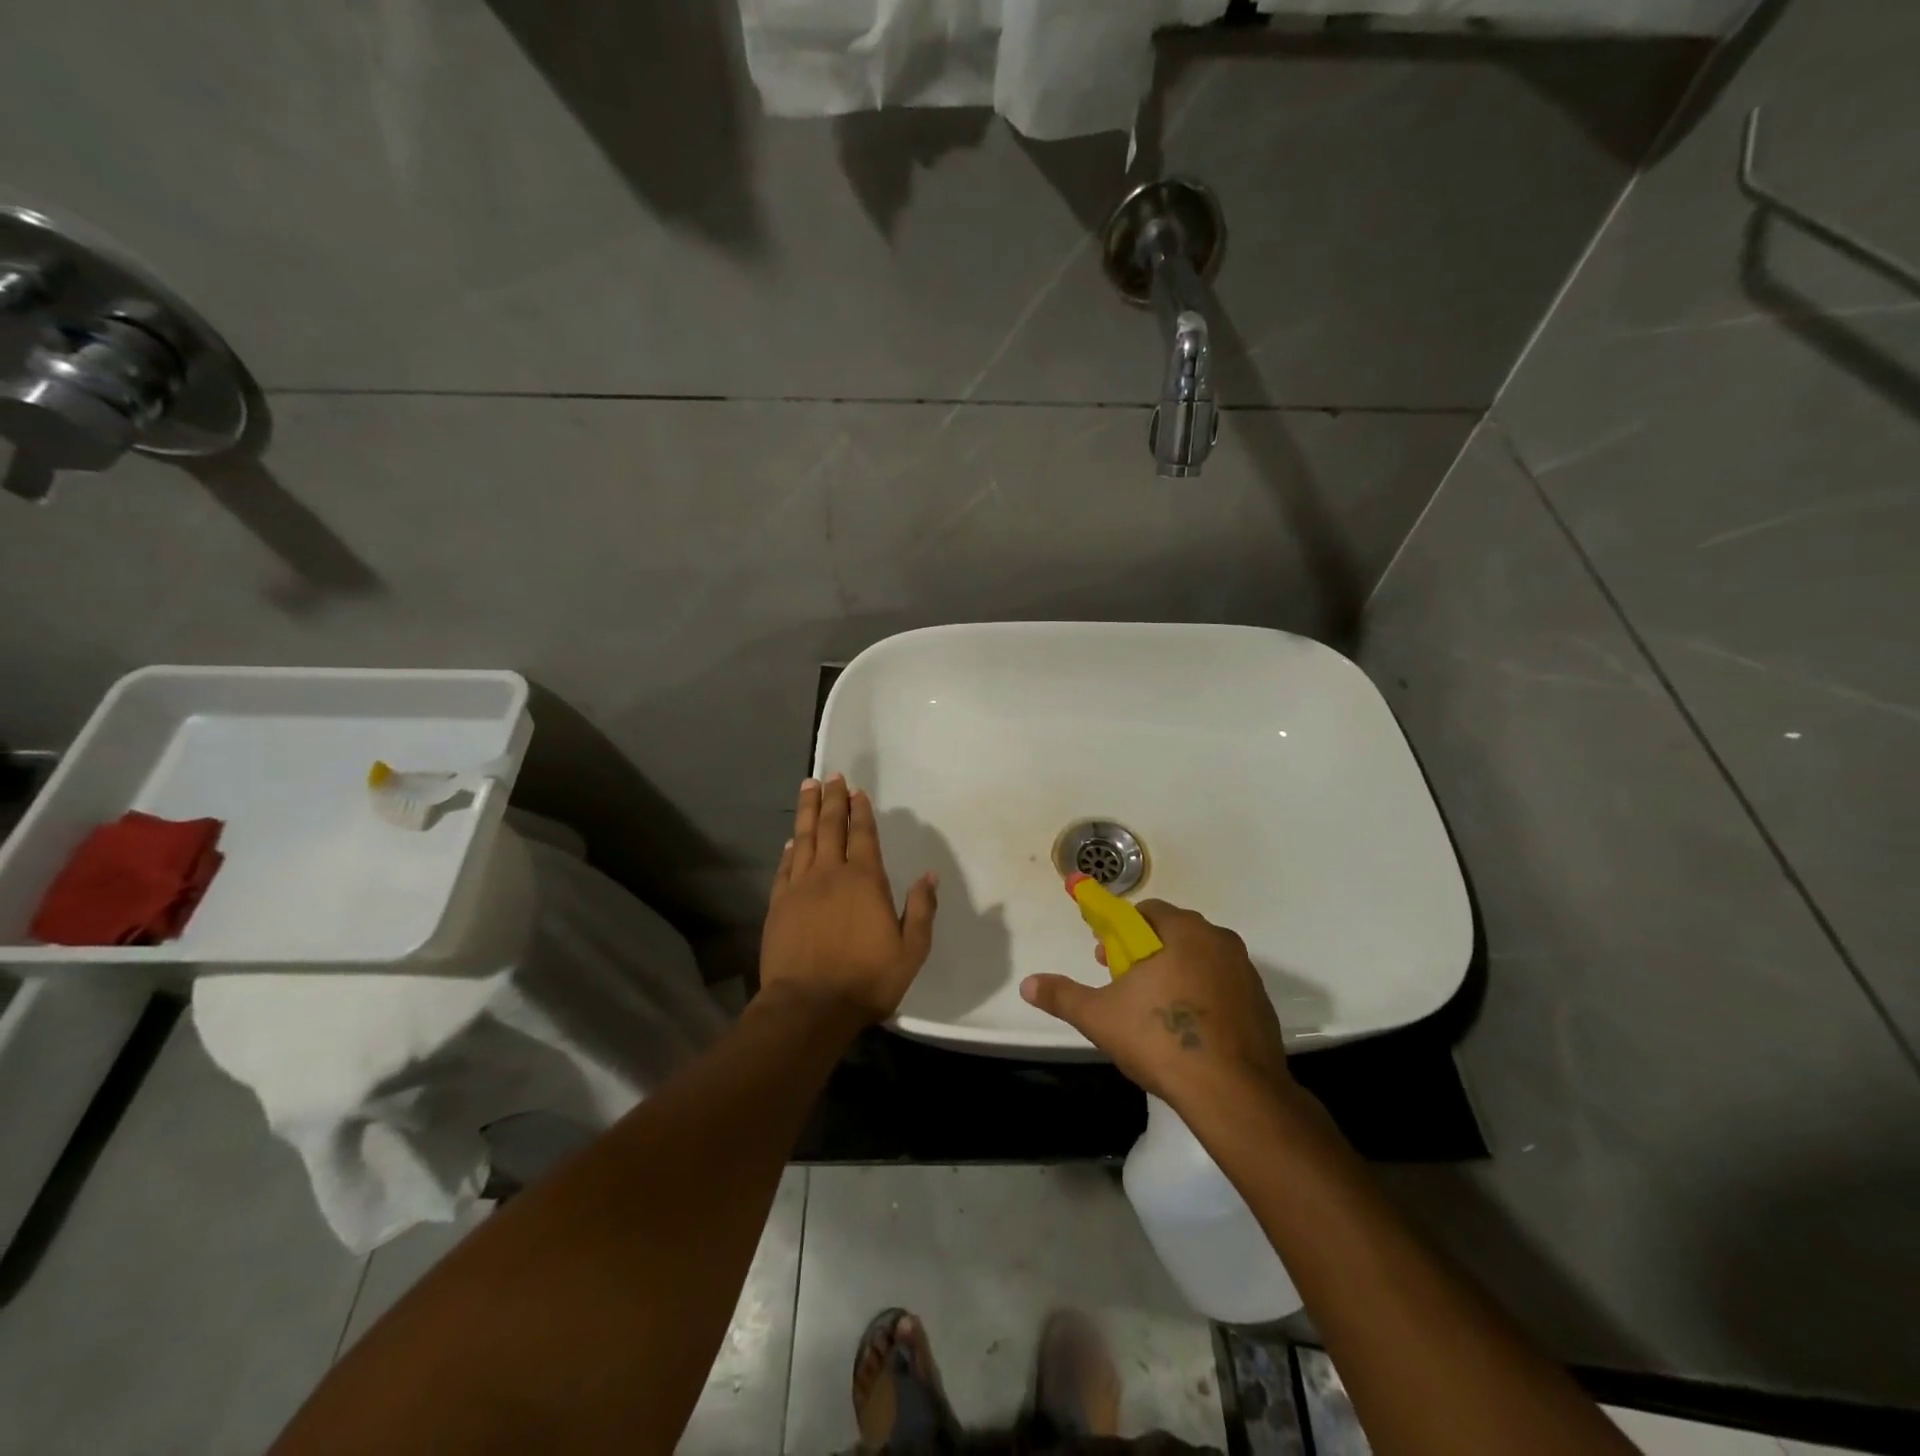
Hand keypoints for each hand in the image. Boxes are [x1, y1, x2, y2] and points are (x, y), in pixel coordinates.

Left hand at [759, 774, 938, 1026]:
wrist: (808, 1007)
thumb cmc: (866, 980)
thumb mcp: (911, 950)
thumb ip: (921, 909)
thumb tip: (929, 874)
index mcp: (865, 880)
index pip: (863, 834)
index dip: (860, 810)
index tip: (856, 791)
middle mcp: (831, 874)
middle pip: (830, 827)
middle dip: (831, 799)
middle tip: (830, 776)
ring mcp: (801, 887)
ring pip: (804, 839)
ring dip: (807, 811)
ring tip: (808, 787)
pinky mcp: (779, 905)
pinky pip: (785, 867)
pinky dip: (790, 849)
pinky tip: (792, 840)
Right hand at [1020, 899, 1293, 1111]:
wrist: (1234, 1094)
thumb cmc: (1161, 1040)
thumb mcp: (1100, 1017)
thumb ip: (1063, 996)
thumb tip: (1028, 984)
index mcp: (1183, 931)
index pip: (1146, 912)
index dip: (1119, 930)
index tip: (1105, 958)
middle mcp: (1219, 941)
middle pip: (1174, 933)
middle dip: (1145, 952)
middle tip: (1124, 984)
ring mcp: (1245, 973)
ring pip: (1200, 960)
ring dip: (1175, 973)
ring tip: (1154, 1011)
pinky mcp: (1261, 1005)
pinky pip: (1223, 988)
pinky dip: (1203, 998)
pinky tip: (1188, 1032)